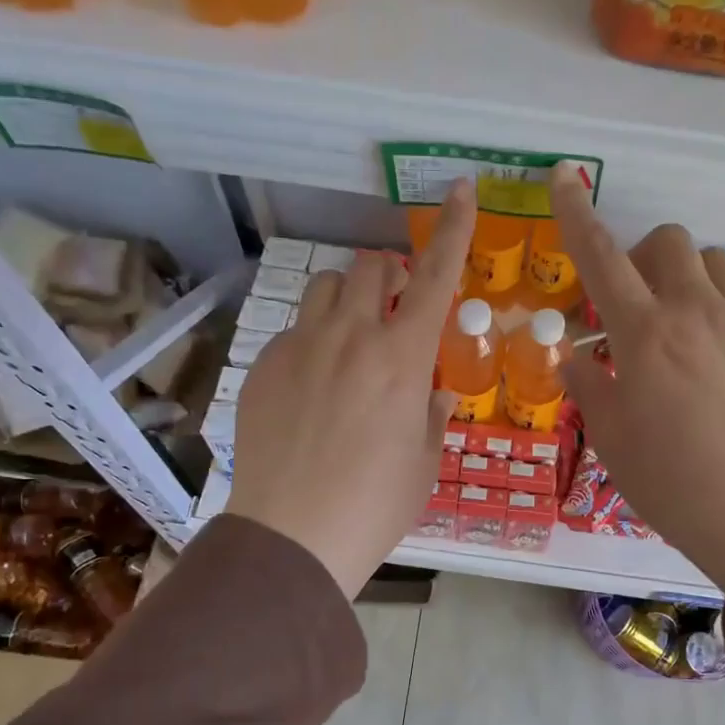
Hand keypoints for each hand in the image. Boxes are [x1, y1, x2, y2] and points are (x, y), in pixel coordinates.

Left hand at [225, 180, 475, 598]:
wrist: (294, 536)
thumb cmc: (376, 504)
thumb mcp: (423, 462)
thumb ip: (430, 415)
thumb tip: (431, 395)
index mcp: (403, 357)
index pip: (435, 275)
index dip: (453, 228)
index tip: (459, 188)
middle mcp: (351, 337)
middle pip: (369, 265)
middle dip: (388, 272)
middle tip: (394, 306)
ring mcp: (301, 347)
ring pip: (324, 286)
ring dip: (346, 296)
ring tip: (350, 337)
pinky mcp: (264, 366)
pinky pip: (293, 332)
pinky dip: (312, 341)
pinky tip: (311, 389)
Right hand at [552, 163, 724, 587]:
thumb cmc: (670, 482)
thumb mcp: (611, 437)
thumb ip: (588, 382)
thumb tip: (573, 354)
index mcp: (644, 334)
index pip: (600, 254)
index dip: (576, 211)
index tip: (565, 175)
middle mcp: (696, 312)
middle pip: (668, 241)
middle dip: (642, 256)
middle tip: (636, 303)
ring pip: (715, 262)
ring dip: (688, 278)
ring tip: (683, 325)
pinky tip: (724, 351)